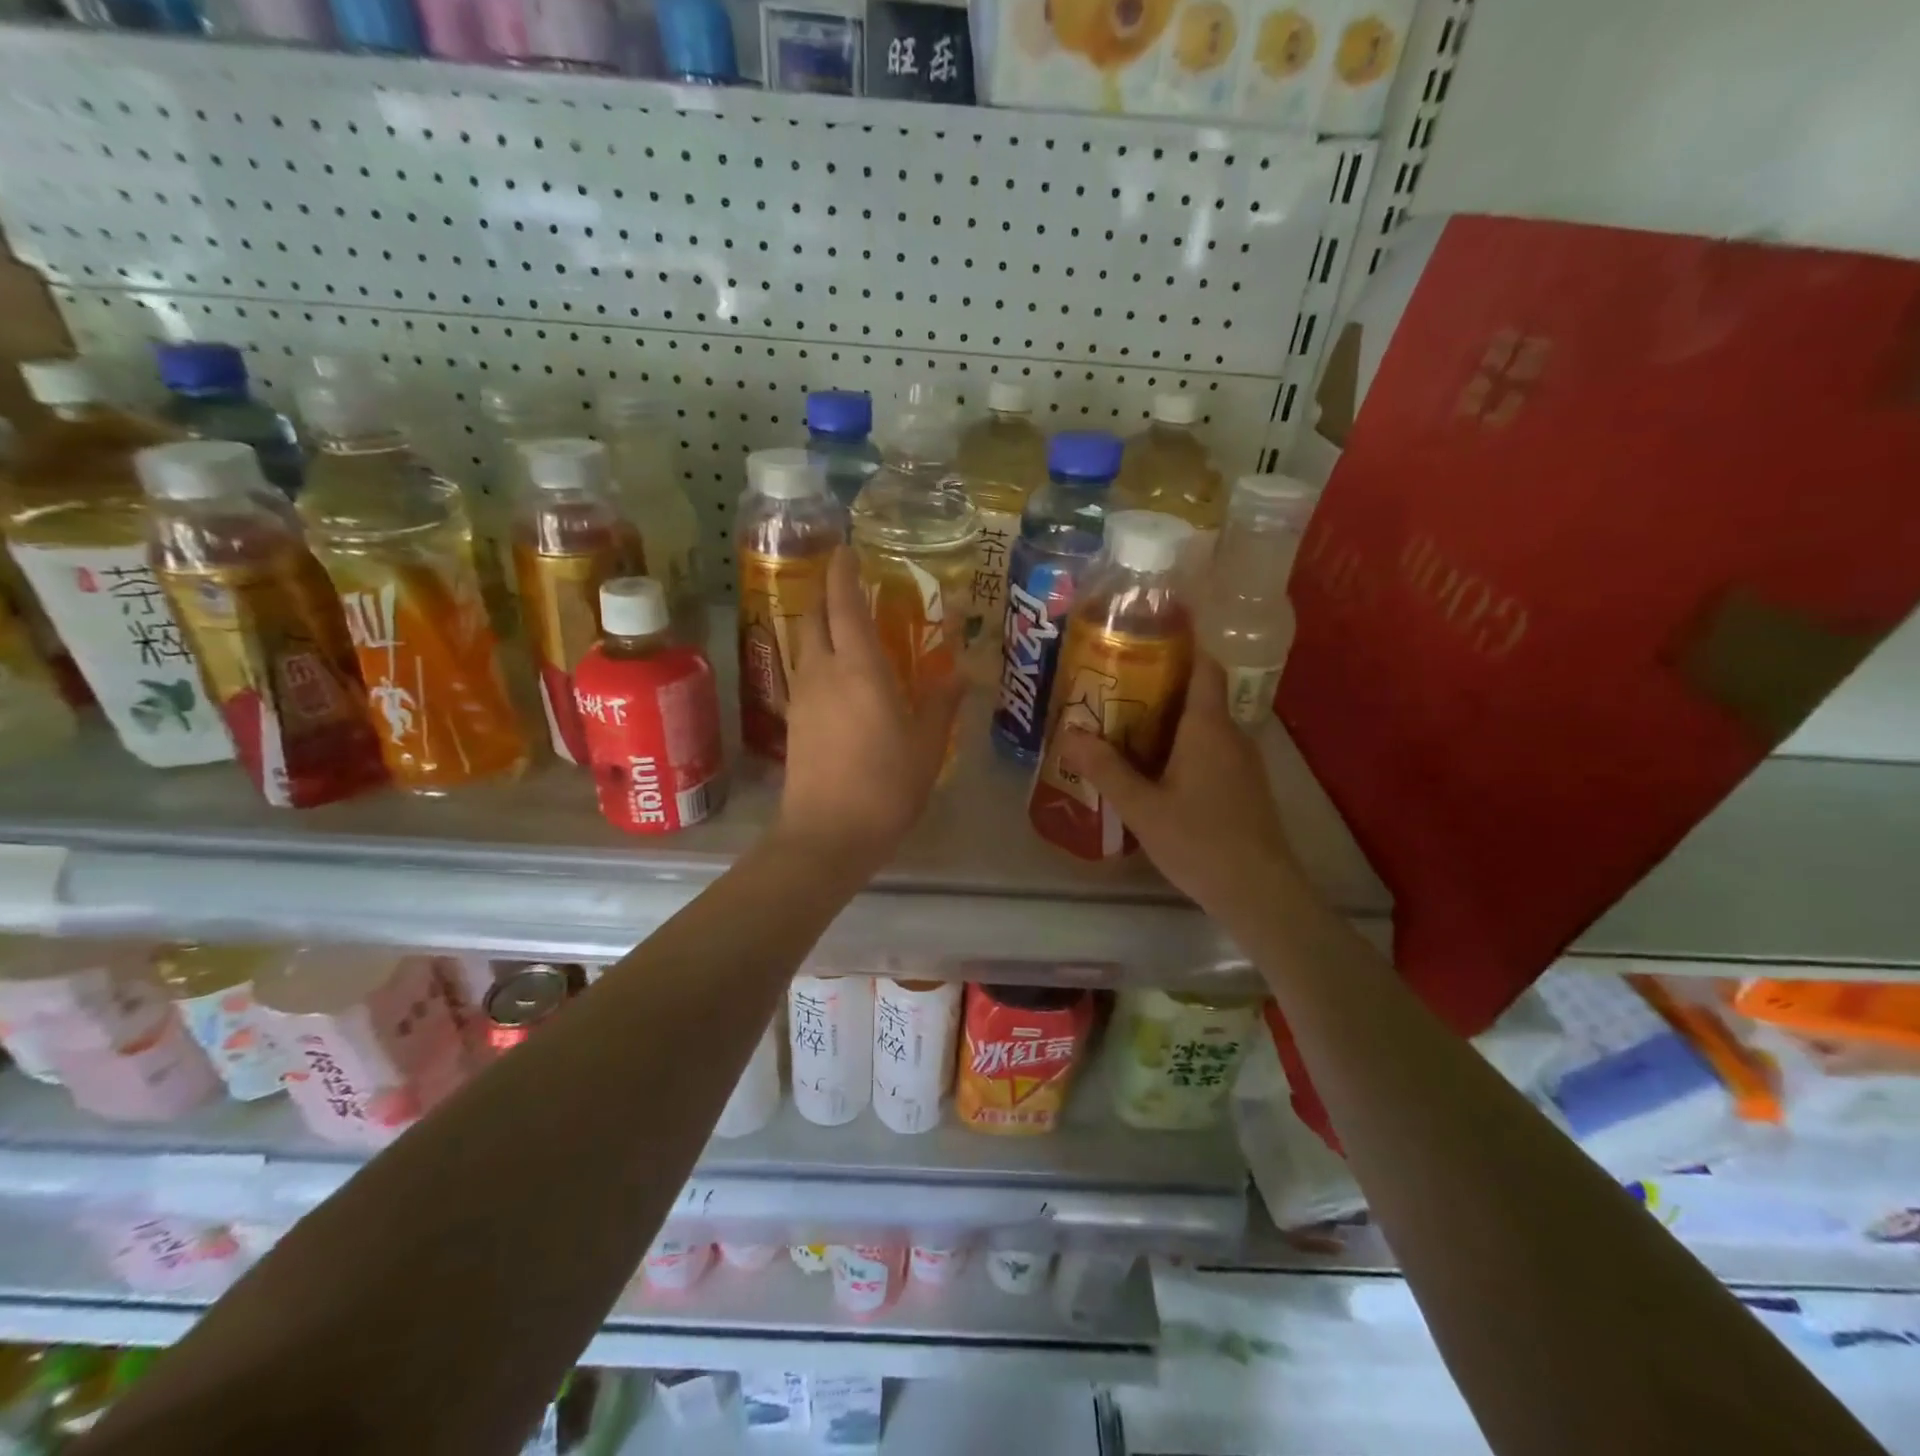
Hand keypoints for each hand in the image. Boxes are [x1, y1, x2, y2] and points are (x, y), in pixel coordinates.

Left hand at [775, 547, 963, 874]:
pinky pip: (804, 672)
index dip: (843, 573)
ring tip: (847, 627)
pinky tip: (838, 675)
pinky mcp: (793, 721)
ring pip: (805, 644)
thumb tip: (961, 673)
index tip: (847, 550)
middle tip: (850, 587)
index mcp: (859, 668)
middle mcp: (823, 672)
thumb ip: (942, 703)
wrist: (827, 834)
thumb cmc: (885, 786)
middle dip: (826, 593)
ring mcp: (802, 696)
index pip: (843, 604)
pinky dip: (819, 657)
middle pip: (814, 617)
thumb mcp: (926, 745)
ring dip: (820, 626)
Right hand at [1058, 654, 1298, 923]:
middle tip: (1113, 687)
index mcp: (1208, 727)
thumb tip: (1068, 733)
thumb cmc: (1200, 841)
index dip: (1181, 645)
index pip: (1204, 666)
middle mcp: (1230, 734)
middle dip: (1159, 685)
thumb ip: (1105, 769)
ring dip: (1168, 719)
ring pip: (1203, 725)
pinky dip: (1181, 746)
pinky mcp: (1243, 786)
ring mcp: (1242, 762)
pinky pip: (1209, 749)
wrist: (1260, 892)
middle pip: (1198, 694)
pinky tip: (1153, 768)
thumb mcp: (1142, 807)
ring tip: (1123, 725)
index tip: (1146, 637)